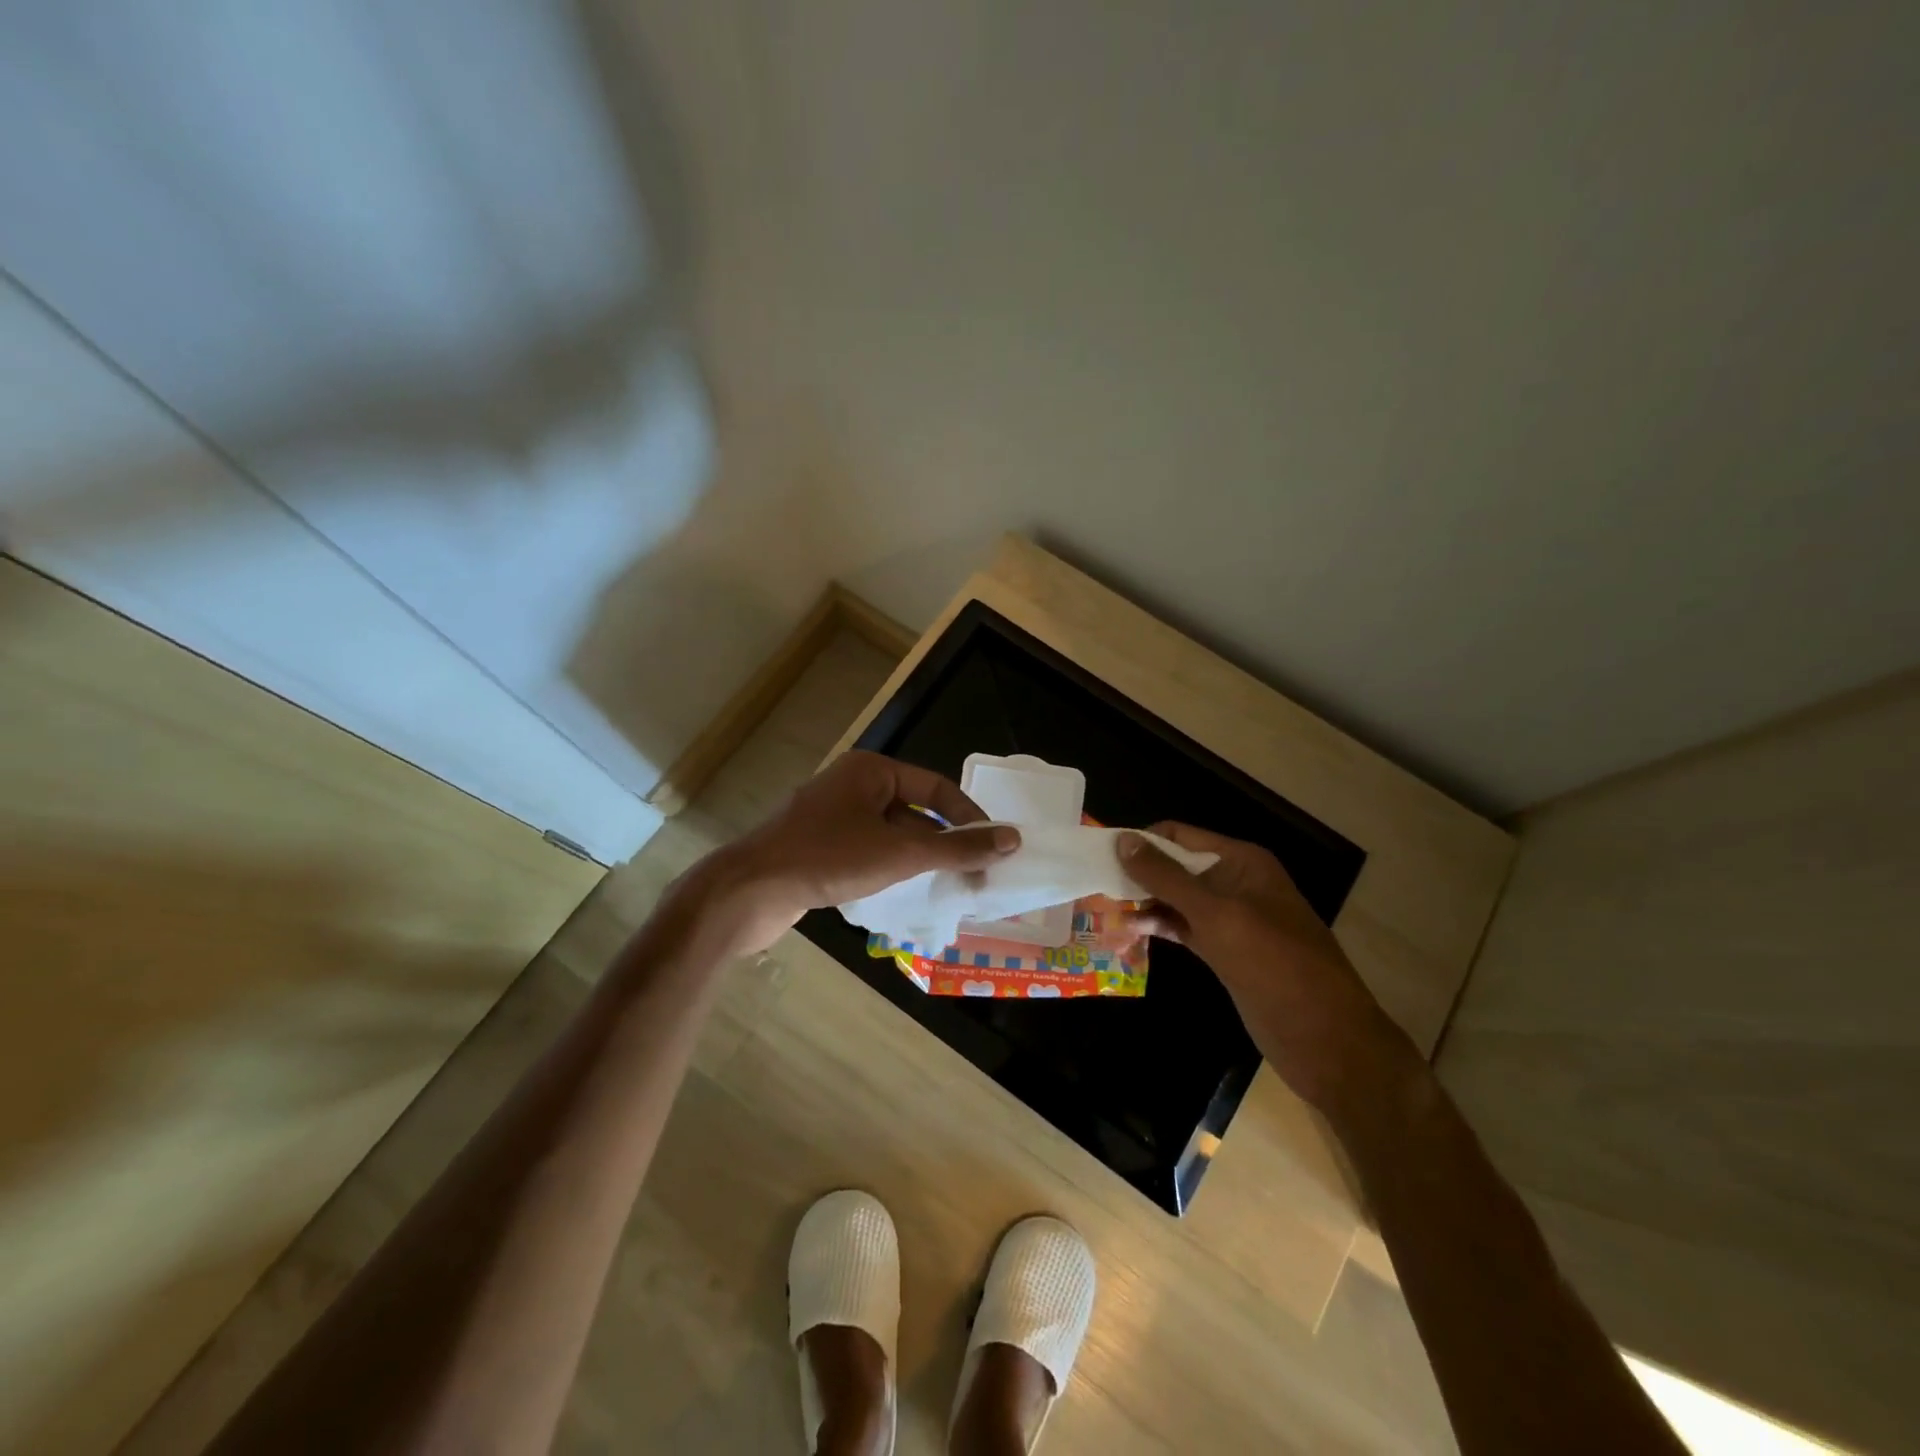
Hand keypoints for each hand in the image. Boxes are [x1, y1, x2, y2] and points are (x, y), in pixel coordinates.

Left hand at [689, 751, 1019, 955]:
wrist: (748, 892)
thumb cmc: (827, 859)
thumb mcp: (899, 852)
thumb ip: (956, 847)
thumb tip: (1012, 838)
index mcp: (871, 771)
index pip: (935, 787)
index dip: (969, 817)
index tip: (995, 849)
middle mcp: (853, 787)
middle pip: (915, 812)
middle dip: (945, 844)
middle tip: (975, 877)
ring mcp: (833, 818)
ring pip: (892, 836)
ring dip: (920, 861)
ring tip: (948, 891)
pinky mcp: (820, 848)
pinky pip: (869, 853)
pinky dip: (892, 870)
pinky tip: (906, 896)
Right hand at [1118, 824, 1415, 1111]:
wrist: (1328, 1041)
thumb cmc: (1275, 966)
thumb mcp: (1217, 916)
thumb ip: (1168, 878)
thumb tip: (1123, 840)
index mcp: (1242, 862)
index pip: (1180, 836)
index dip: (1141, 842)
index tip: (1099, 856)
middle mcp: (1236, 883)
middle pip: (1177, 866)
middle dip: (1139, 874)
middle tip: (1094, 886)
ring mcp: (1233, 920)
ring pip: (1179, 900)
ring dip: (1146, 903)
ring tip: (1105, 911)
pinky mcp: (1228, 952)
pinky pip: (1187, 929)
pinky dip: (1161, 928)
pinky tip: (1132, 933)